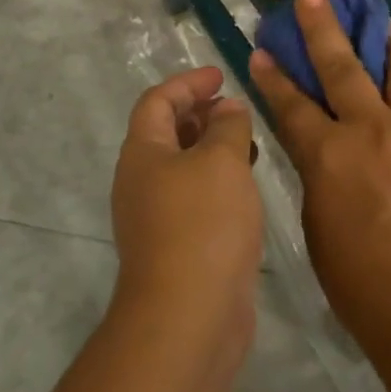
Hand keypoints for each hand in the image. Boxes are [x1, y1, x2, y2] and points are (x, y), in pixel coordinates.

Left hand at [109, 66, 262, 367]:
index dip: (188, 83)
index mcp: (142, 152)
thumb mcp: (222, 161)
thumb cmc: (203, 223)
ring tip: (249, 143)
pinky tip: (246, 188)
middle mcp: (141, 181)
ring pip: (183, 167)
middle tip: (236, 109)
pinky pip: (195, 198)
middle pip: (166, 133)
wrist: (189, 316)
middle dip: (200, 114)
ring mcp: (156, 217)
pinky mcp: (177, 246)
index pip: (157, 101)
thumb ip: (228, 126)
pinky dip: (218, 182)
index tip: (221, 76)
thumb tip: (227, 109)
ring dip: (212, 149)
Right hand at [248, 0, 390, 364]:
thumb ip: (318, 176)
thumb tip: (320, 146)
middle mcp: (376, 130)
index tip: (262, 49)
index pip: (292, 103)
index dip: (274, 75)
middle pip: (344, 66)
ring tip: (380, 31)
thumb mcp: (319, 231)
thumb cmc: (367, 290)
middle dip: (322, 28)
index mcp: (331, 157)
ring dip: (387, 46)